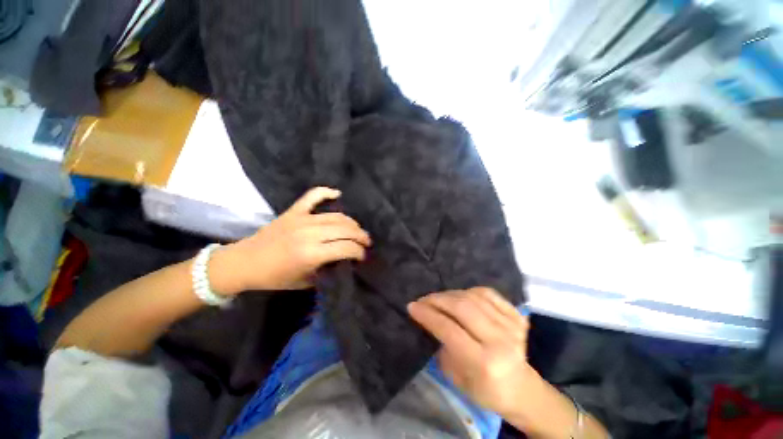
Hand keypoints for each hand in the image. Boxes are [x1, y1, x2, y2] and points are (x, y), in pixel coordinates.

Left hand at [215, 187, 370, 292]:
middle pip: (345, 229)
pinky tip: (337, 194)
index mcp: (311, 254)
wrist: (244, 262)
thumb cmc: (274, 277)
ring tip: (357, 229)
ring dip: (351, 222)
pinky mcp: (293, 211)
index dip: (359, 252)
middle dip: (360, 236)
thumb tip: (345, 260)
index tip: (363, 256)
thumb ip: (327, 270)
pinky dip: (326, 192)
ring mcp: (301, 219)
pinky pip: (312, 196)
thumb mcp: (305, 281)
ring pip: (336, 216)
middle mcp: (309, 233)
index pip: (346, 248)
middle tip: (366, 242)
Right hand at [407, 287, 534, 417]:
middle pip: (461, 307)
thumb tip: (430, 320)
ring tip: (438, 298)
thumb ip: (443, 347)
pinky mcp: (517, 315)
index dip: (428, 315)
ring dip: (450, 294)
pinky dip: (469, 291)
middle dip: (437, 300)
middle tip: (423, 300)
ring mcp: (511, 325)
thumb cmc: (487, 391)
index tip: (412, 307)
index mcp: (484, 363)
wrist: (525, 389)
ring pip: (472, 296)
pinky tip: (459, 295)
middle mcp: (499, 340)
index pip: (449, 330)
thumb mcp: (458, 379)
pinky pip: (487, 293)